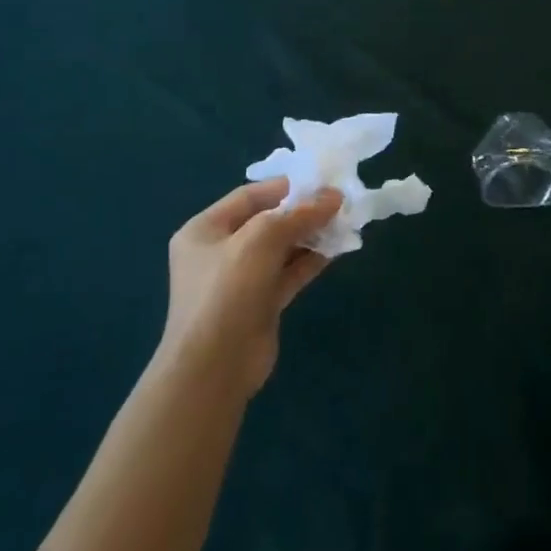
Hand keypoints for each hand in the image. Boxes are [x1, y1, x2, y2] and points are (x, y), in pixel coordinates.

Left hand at [158, 180, 342, 398]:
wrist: (214, 368)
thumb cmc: (228, 291)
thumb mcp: (262, 239)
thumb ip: (299, 214)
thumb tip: (334, 196)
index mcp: (205, 229)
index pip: (250, 195)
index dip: (287, 186)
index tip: (323, 182)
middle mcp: (220, 251)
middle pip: (268, 220)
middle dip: (303, 211)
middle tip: (340, 202)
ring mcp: (240, 279)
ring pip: (282, 247)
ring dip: (312, 235)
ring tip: (344, 223)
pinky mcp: (260, 302)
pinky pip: (289, 272)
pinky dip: (311, 260)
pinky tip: (337, 249)